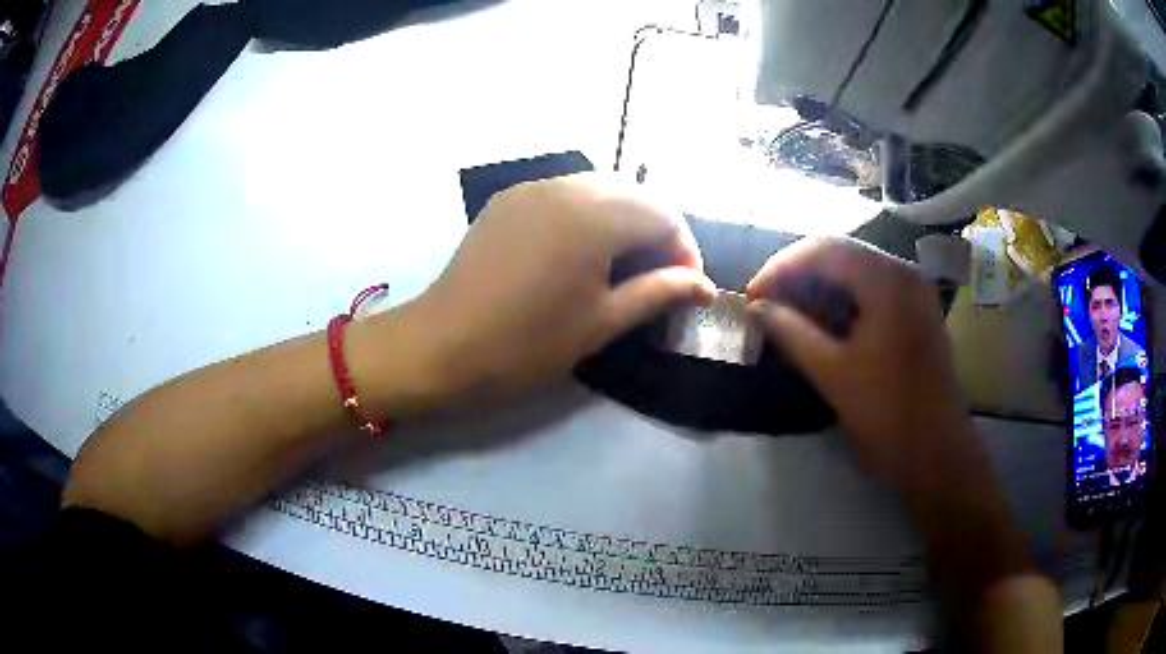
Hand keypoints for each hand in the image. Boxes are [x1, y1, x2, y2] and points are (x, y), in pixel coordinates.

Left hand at [412, 173, 714, 402]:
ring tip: (625, 264)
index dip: (685, 249)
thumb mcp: (600, 322)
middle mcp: (566, 186)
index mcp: (595, 216)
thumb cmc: (525, 344)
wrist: (440, 346)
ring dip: (625, 218)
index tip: (686, 287)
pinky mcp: (509, 199)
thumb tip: (705, 286)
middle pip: (635, 193)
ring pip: (600, 188)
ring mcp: (532, 188)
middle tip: (660, 276)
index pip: (664, 215)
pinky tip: (582, 250)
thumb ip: (658, 293)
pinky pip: (565, 193)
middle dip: (658, 230)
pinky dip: (589, 213)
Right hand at [745, 237, 970, 486]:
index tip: (753, 296)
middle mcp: (904, 274)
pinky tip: (825, 322)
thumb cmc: (887, 416)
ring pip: (858, 270)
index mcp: (887, 281)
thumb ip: (791, 333)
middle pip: (842, 253)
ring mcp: (916, 292)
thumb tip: (756, 307)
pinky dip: (844, 299)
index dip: (782, 266)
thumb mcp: (833, 375)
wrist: (938, 455)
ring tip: (789, 312)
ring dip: (820, 286)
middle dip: (799, 273)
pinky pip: (874, 290)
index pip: (824, 249)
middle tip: (767, 302)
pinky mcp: (919, 313)